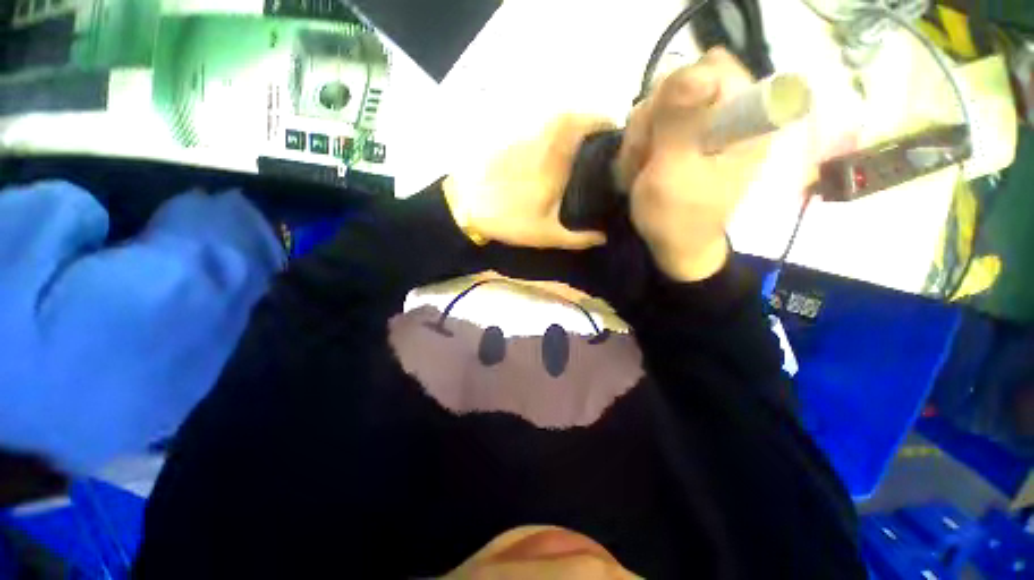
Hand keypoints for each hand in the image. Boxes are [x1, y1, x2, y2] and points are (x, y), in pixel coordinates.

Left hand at [443, 115, 613, 249]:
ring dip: (567, 122)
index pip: (581, 130)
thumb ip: (577, 238)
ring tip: (577, 138)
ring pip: (549, 120)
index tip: (612, 127)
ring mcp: (523, 141)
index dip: (599, 122)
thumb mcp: (547, 236)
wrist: (469, 208)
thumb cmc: (511, 222)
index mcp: (555, 165)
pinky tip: (549, 148)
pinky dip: (547, 131)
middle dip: (586, 117)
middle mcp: (542, 145)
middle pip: (566, 116)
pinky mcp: (509, 143)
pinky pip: (534, 129)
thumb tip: (603, 238)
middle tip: (597, 132)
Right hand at [616, 48, 771, 281]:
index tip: (661, 129)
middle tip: (646, 159)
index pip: (712, 68)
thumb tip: (698, 69)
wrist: (673, 244)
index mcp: (745, 119)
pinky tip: (640, 168)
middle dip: (652, 121)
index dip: (677, 93)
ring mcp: (705, 124)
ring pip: (659, 104)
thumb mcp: (674, 172)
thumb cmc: (676, 217)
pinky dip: (639, 146)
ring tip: (640, 171)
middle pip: (680, 83)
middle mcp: (729, 113)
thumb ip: (681, 122)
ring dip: (641, 138)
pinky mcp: (686, 136)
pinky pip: (652, 123)